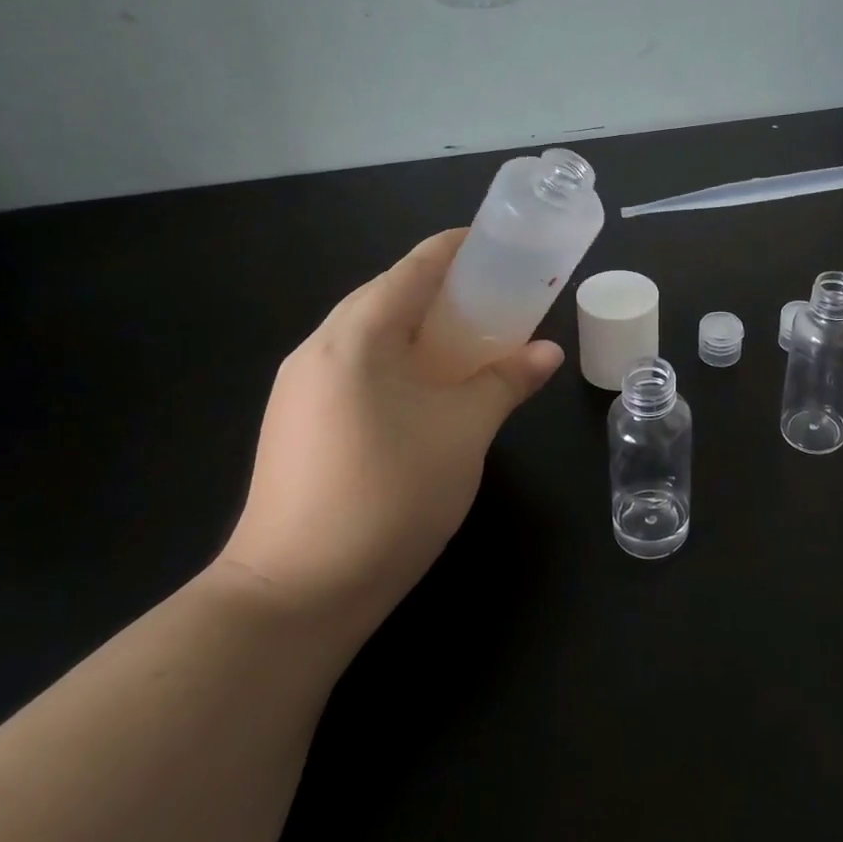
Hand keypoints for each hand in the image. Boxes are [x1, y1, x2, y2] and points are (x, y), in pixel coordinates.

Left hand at [219, 230, 563, 644]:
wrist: (296, 593)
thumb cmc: (390, 494)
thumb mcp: (465, 431)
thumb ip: (507, 381)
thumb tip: (547, 351)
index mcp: (356, 336)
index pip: (414, 268)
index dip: (458, 250)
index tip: (502, 248)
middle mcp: (318, 348)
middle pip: (387, 295)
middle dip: (443, 290)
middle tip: (497, 301)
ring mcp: (298, 387)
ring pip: (368, 334)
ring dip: (419, 327)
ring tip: (468, 342)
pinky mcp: (295, 421)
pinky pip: (354, 367)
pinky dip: (396, 360)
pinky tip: (425, 390)